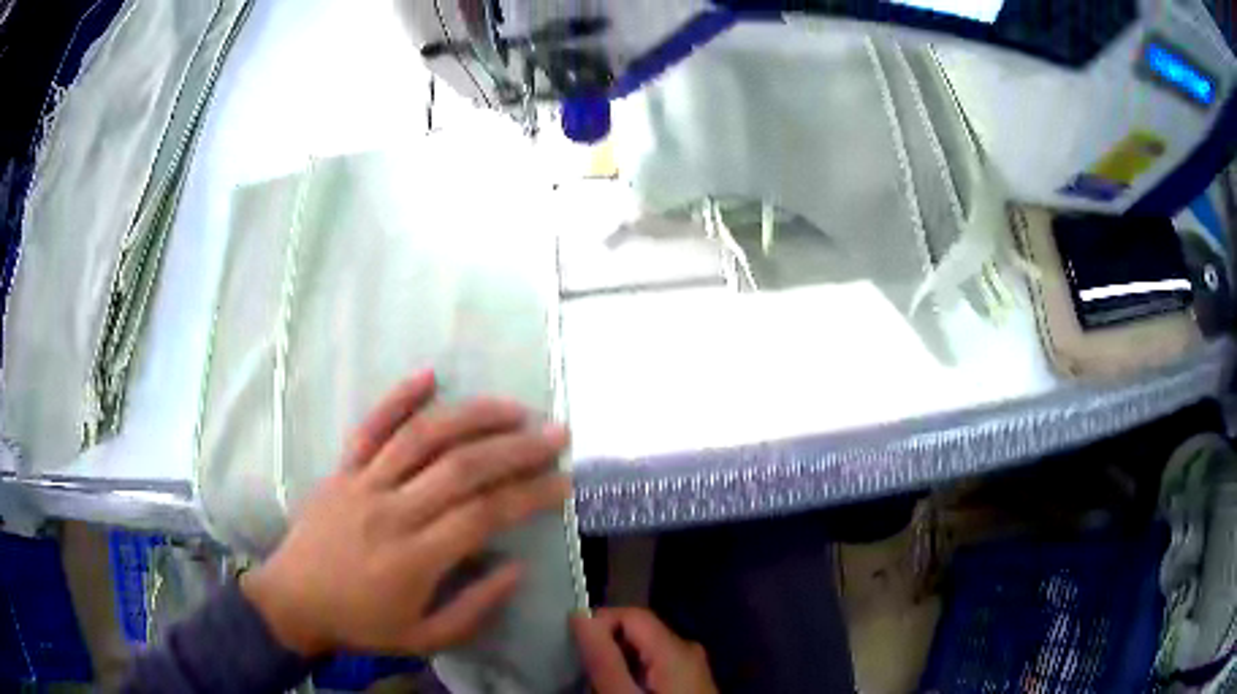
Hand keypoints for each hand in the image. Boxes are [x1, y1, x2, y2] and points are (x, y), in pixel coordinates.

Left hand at [241, 370, 570, 657]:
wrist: (293, 601)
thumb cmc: (361, 624)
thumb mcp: (424, 638)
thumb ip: (475, 608)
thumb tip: (516, 567)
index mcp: (414, 558)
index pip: (484, 515)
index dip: (530, 495)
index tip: (563, 484)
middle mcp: (392, 511)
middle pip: (461, 467)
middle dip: (516, 449)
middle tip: (555, 436)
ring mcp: (363, 483)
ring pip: (422, 437)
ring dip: (472, 416)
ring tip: (513, 408)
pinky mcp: (342, 469)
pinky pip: (370, 426)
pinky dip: (398, 397)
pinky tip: (430, 374)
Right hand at [572, 608, 718, 693]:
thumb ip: (603, 659)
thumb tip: (580, 616)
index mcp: (676, 649)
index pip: (632, 615)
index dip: (599, 623)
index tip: (572, 647)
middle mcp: (688, 651)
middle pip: (639, 632)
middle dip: (606, 646)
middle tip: (581, 670)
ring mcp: (691, 668)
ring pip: (644, 651)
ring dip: (616, 663)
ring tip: (595, 683)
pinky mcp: (689, 682)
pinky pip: (654, 666)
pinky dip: (632, 674)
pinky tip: (620, 691)